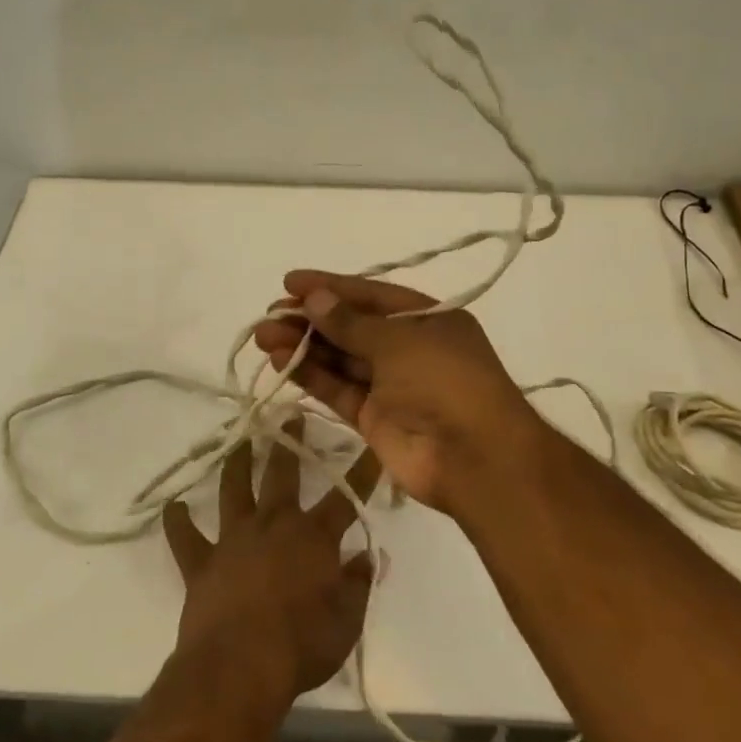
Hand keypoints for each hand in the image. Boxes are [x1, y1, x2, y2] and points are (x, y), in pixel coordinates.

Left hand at [162, 418, 381, 704]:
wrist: (238, 667)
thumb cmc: (301, 646)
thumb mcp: (346, 623)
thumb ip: (357, 586)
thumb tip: (365, 557)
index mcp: (313, 538)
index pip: (344, 499)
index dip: (360, 473)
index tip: (370, 445)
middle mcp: (273, 526)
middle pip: (283, 475)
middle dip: (290, 444)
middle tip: (290, 416)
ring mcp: (233, 540)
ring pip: (234, 490)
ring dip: (238, 464)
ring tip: (241, 442)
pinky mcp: (202, 562)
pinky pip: (186, 537)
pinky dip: (178, 522)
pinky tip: (173, 507)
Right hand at [251, 271, 547, 511]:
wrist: (476, 459)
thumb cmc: (446, 382)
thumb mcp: (400, 341)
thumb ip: (351, 322)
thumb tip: (314, 299)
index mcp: (427, 319)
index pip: (371, 296)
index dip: (331, 287)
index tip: (290, 282)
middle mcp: (409, 349)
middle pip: (352, 327)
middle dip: (311, 318)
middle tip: (271, 313)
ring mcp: (391, 385)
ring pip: (340, 358)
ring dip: (304, 345)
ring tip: (264, 335)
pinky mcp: (373, 418)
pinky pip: (338, 389)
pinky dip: (311, 375)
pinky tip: (281, 359)